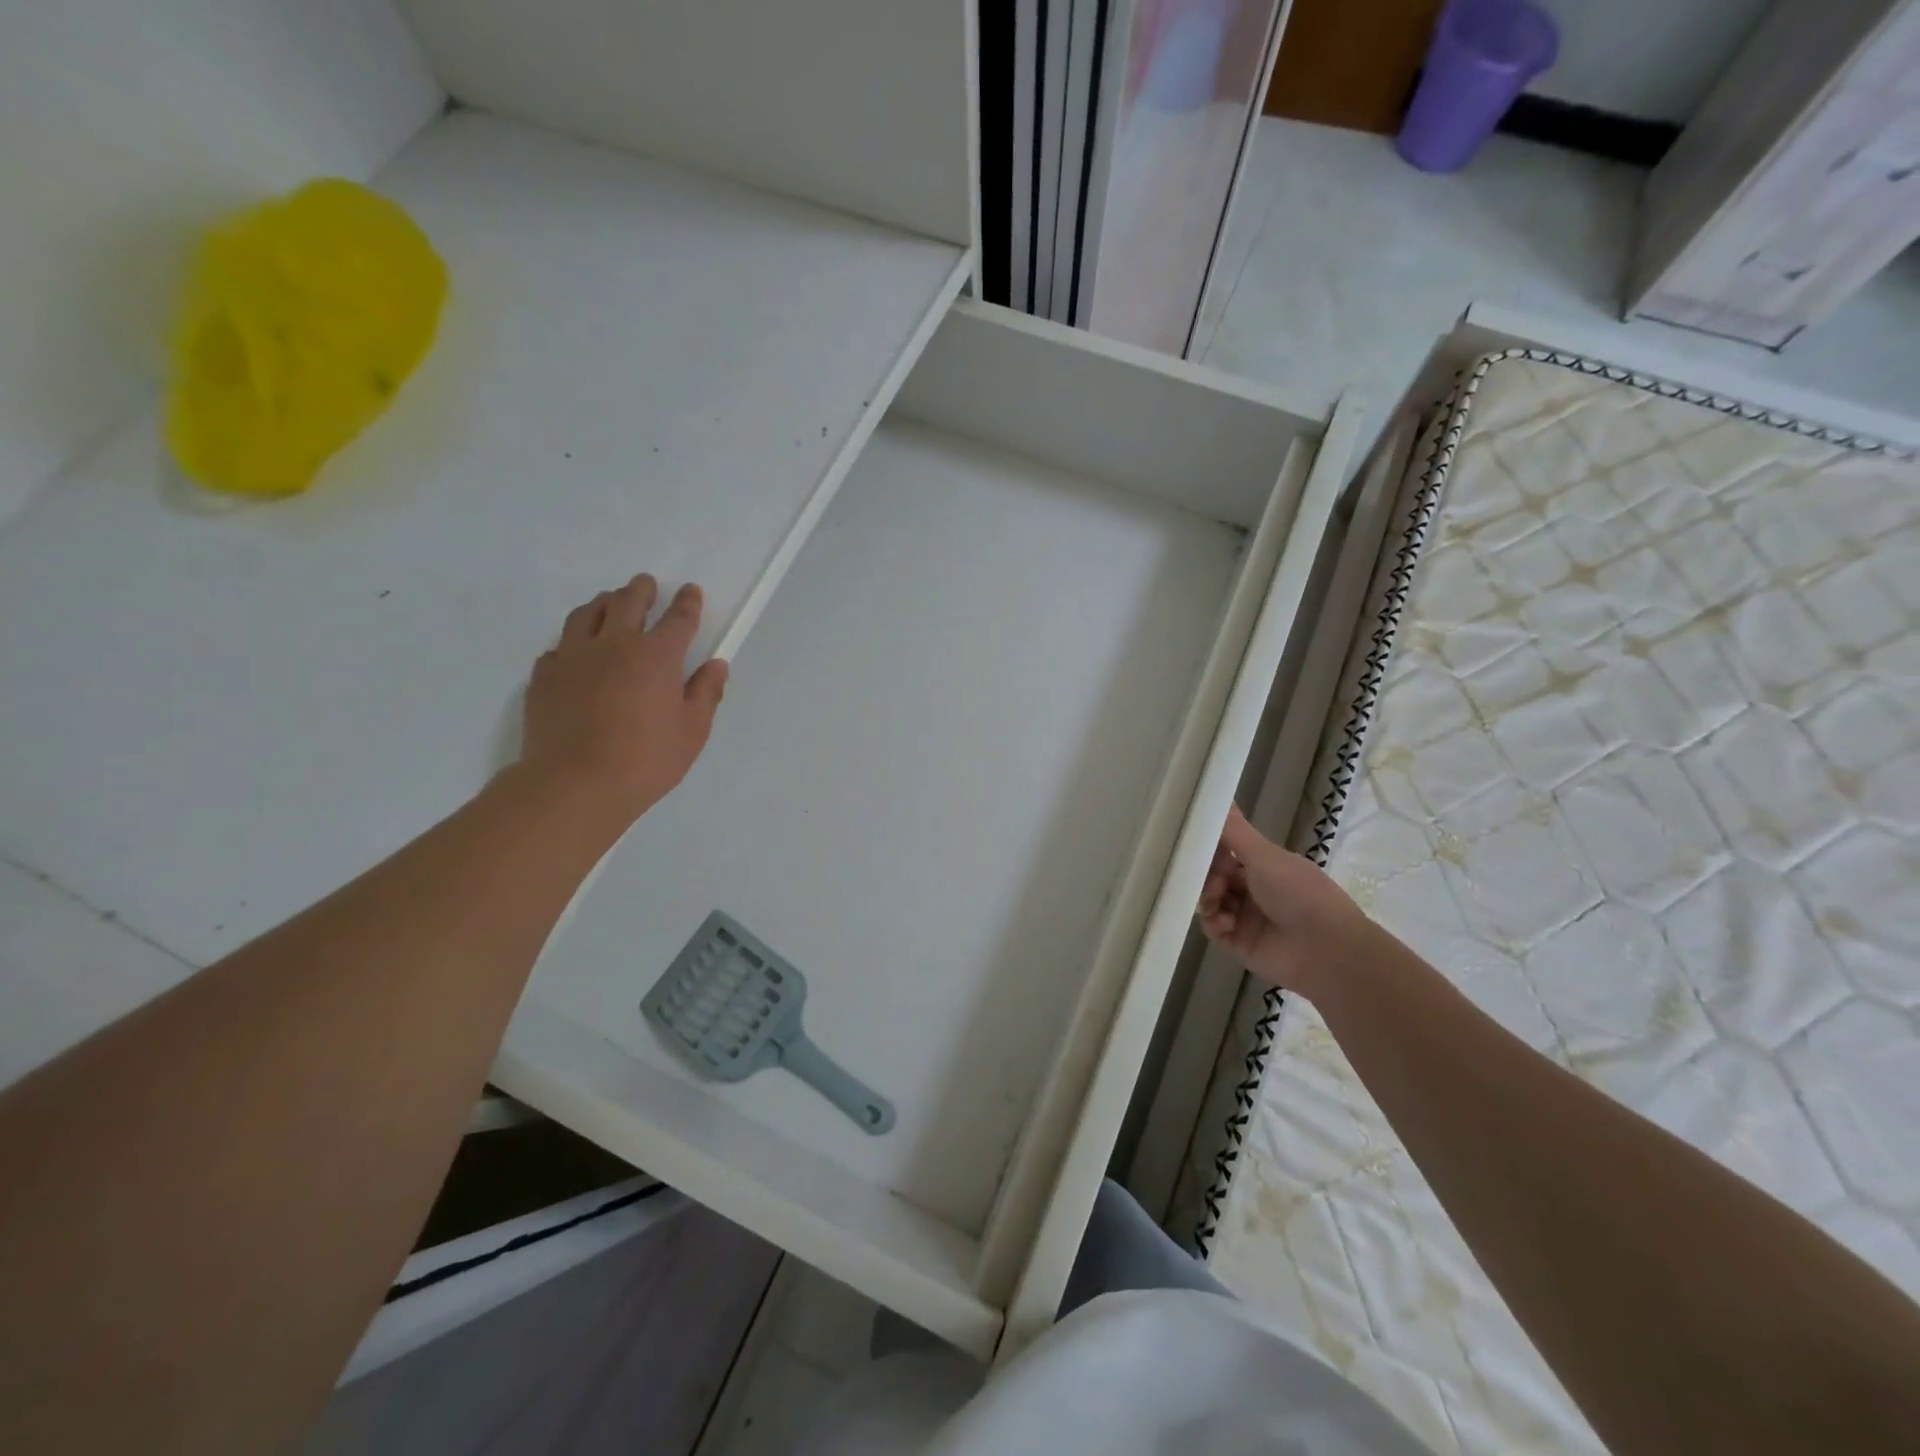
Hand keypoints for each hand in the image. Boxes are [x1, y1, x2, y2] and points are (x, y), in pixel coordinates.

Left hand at [518, 574, 728, 831]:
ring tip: (610, 603)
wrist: (575, 784)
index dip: (687, 603)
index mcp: (657, 656)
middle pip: (628, 602)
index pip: (678, 619)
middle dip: (641, 590)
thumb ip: (705, 694)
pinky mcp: (545, 675)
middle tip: (646, 585)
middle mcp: (615, 645)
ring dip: (604, 603)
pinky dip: (573, 641)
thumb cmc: (645, 761)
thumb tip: (715, 665)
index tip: (690, 591)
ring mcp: (574, 656)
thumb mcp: (692, 733)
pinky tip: (576, 651)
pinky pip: (560, 646)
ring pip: (587, 614)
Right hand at [1197, 805, 1369, 997]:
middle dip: (1207, 876)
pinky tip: (1225, 923)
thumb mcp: (1264, 855)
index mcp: (1264, 867)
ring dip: (1208, 899)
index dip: (1212, 849)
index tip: (1200, 847)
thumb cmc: (1299, 893)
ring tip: (1217, 904)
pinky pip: (1213, 928)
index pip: (1226, 852)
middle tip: (1214, 882)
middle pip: (1214, 877)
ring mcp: (1246, 918)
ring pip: (1210, 902)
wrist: (1326, 949)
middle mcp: (1254, 890)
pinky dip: (1214, 923)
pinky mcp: (1239, 944)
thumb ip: (1234, 829)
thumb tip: (1218, 791)